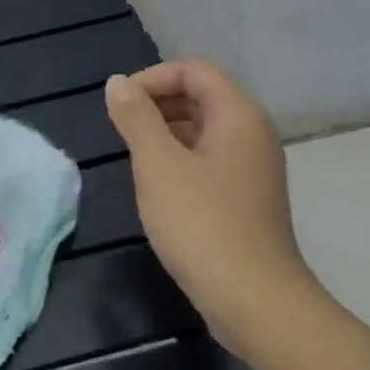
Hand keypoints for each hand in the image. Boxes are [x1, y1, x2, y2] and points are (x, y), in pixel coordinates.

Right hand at [104, 59, 310, 348]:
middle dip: (157, 105)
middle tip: (119, 132)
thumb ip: (136, 120)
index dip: (151, 78)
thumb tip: (117, 84)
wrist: (252, 298)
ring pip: (204, 132)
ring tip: (131, 157)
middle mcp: (253, 134)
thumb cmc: (201, 224)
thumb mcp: (158, 166)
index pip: (194, 70)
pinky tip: (156, 188)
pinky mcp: (245, 200)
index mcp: (238, 115)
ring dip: (165, 134)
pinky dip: (179, 162)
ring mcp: (252, 169)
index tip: (116, 106)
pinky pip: (209, 162)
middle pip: (202, 97)